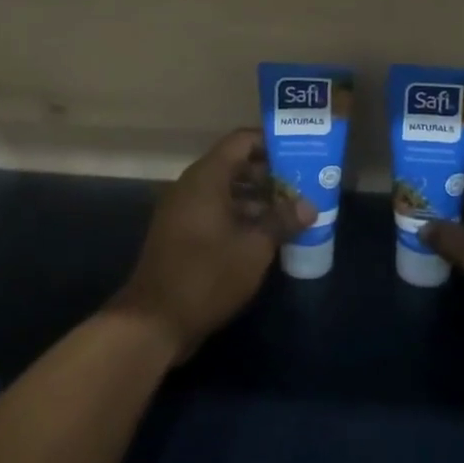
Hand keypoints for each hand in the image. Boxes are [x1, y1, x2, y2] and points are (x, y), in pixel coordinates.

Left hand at [111, 128, 315, 361]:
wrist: (154, 321)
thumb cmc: (207, 275)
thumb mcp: (254, 248)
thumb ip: (282, 221)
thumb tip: (309, 205)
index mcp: (206, 178)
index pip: (241, 141)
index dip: (271, 143)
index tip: (299, 154)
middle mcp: (192, 186)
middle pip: (235, 165)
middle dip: (269, 175)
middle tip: (302, 187)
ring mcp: (183, 211)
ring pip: (226, 191)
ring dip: (257, 199)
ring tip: (291, 213)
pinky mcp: (181, 234)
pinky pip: (215, 212)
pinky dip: (240, 217)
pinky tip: (266, 236)